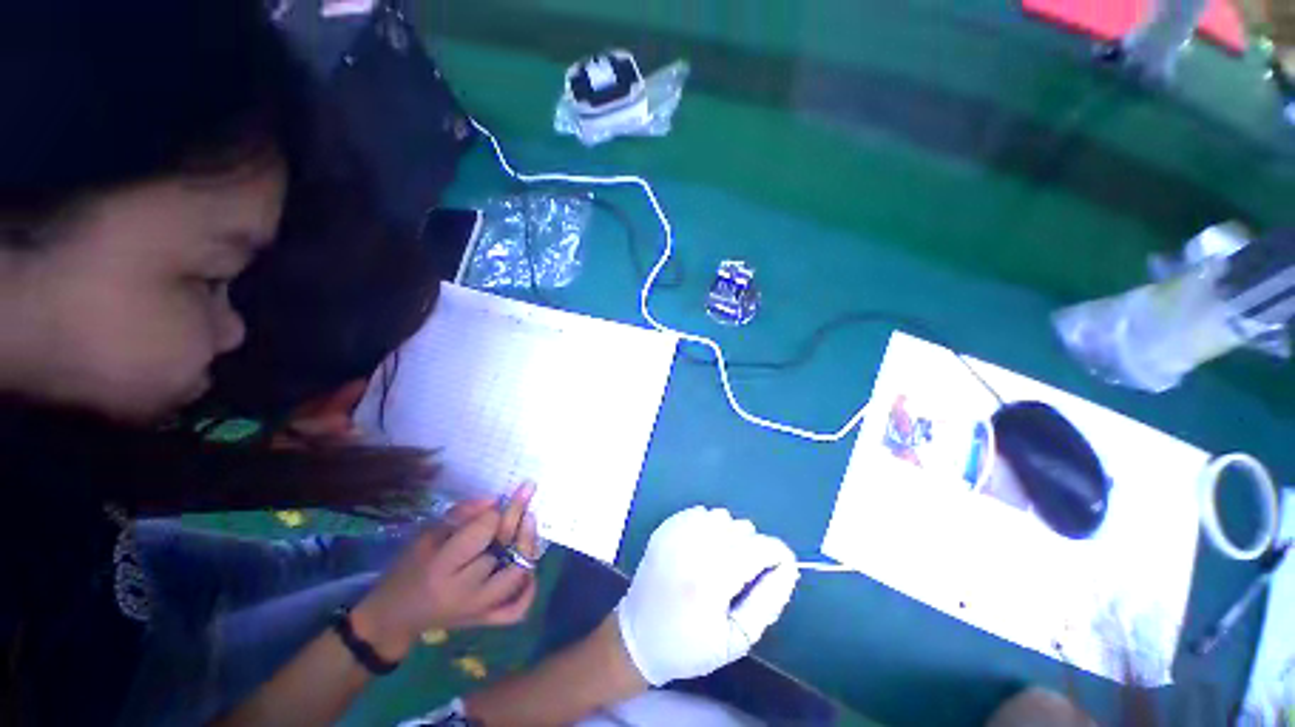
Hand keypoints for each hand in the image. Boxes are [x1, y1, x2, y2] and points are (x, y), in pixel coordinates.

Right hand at [351, 484, 541, 661]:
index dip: (493, 514)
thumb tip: (495, 501)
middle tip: (526, 494)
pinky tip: (529, 568)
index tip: (495, 503)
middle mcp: (465, 593)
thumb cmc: (407, 569)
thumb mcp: (426, 534)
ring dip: (527, 546)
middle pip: (504, 553)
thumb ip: (462, 514)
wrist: (394, 618)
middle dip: (516, 519)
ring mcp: (480, 611)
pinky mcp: (486, 621)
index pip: (482, 534)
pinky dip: (529, 589)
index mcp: (442, 570)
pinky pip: (517, 609)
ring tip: (527, 522)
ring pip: (518, 576)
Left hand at [615, 506, 798, 685]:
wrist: (637, 637)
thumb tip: (787, 568)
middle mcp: (692, 548)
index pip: (759, 548)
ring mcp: (675, 533)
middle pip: (742, 528)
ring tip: (722, 561)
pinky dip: (709, 527)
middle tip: (742, 575)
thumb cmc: (689, 647)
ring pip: (722, 516)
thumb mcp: (736, 640)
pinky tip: (703, 549)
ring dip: (730, 535)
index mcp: (711, 581)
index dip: (778, 554)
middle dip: (752, 548)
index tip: (782, 566)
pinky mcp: (665, 527)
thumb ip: (768, 602)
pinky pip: (700, 513)